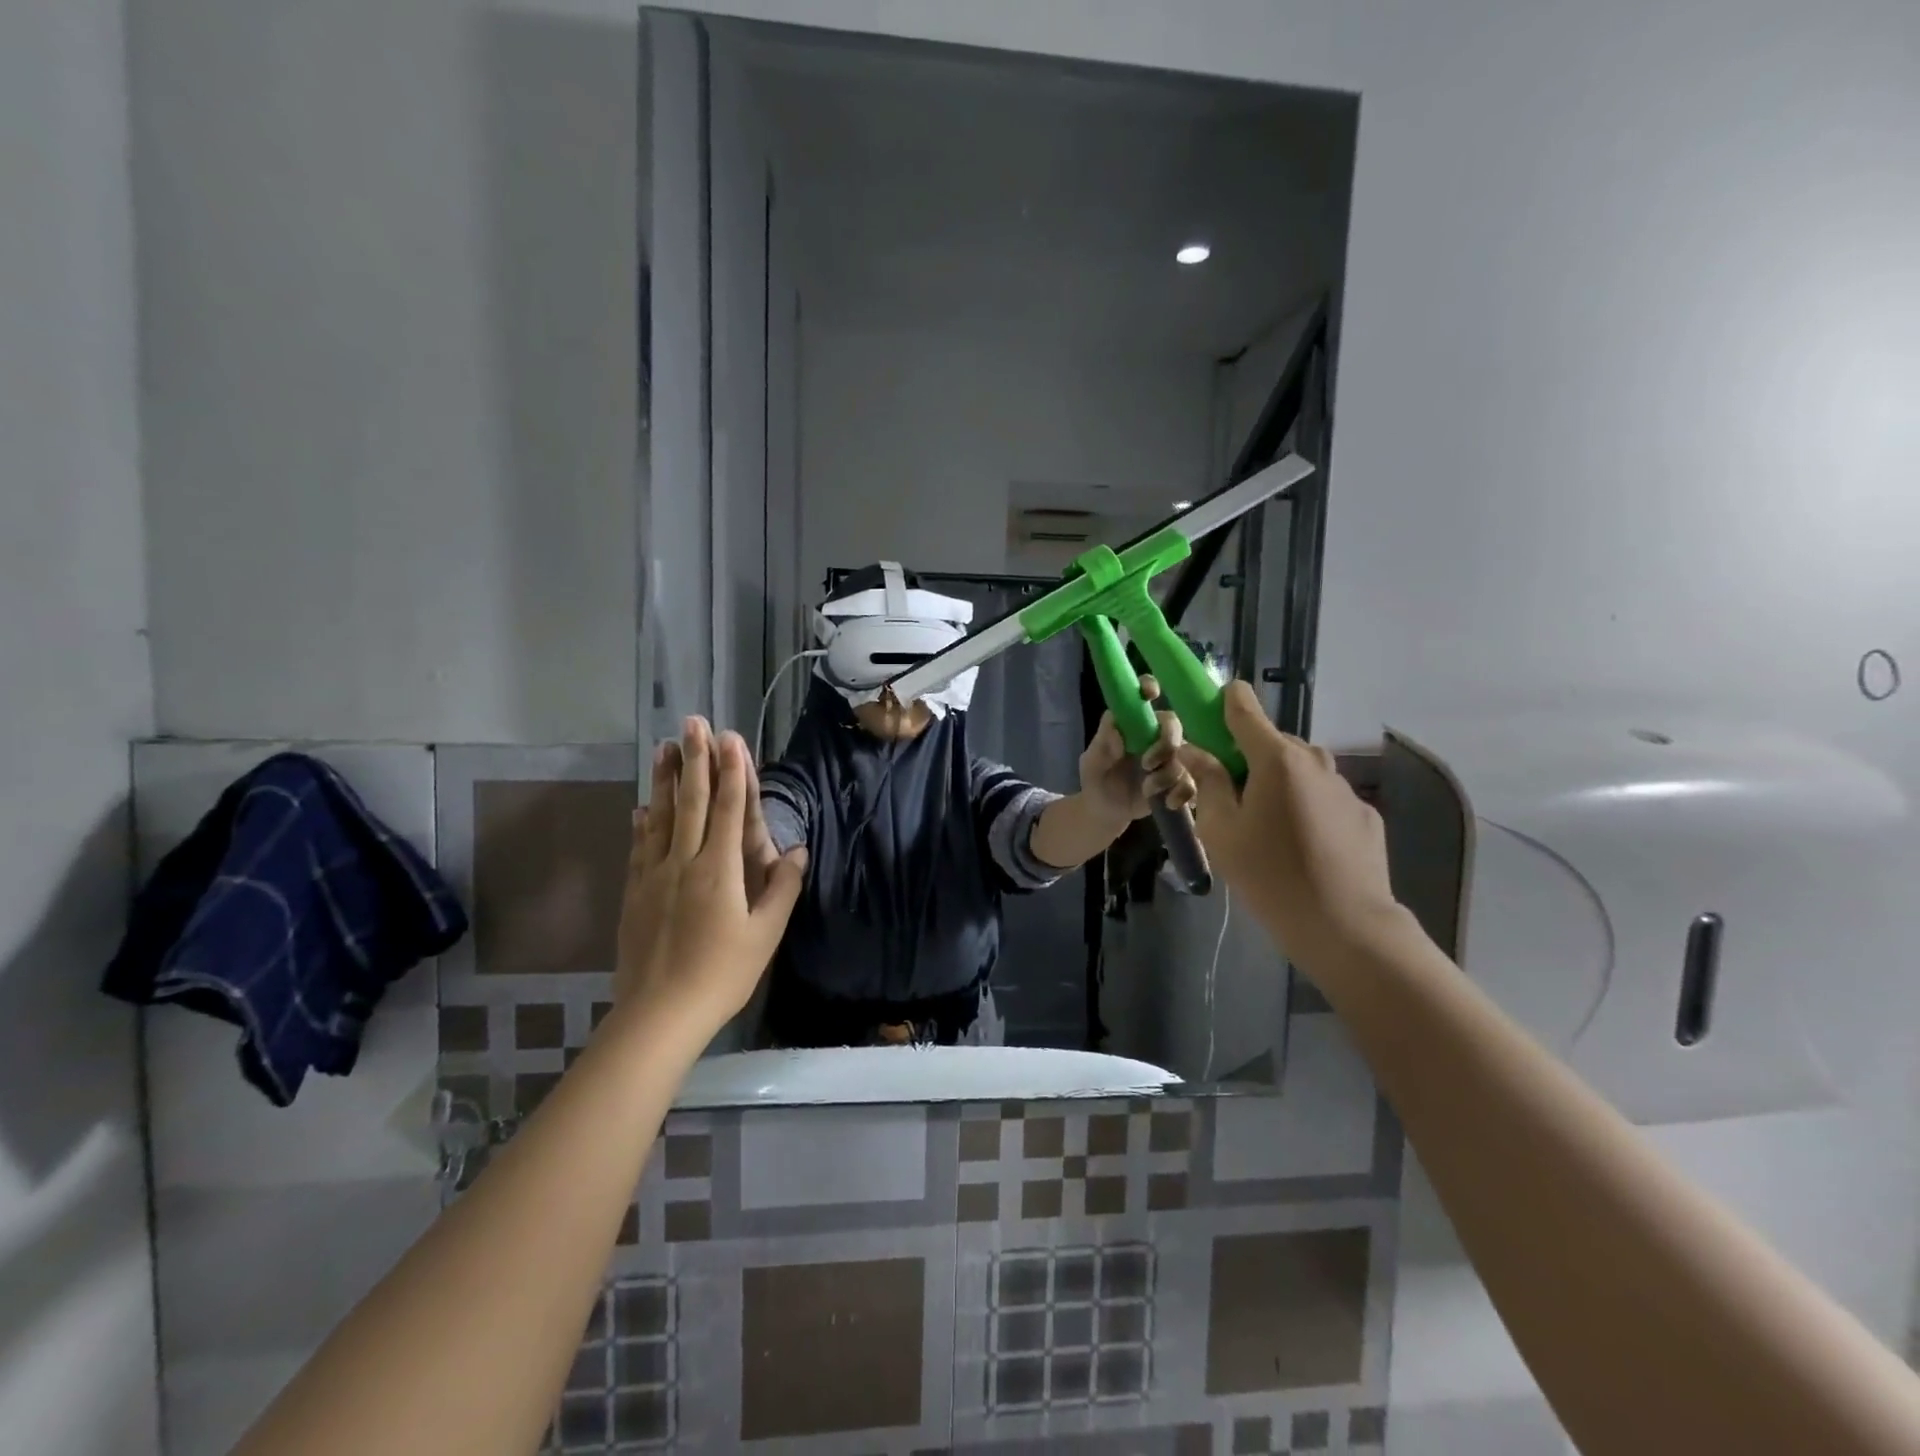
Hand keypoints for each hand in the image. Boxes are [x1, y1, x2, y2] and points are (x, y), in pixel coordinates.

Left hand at [616, 718, 806, 1029]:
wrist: (659, 1012)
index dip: (732, 771)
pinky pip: (640, 847)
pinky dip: (643, 822)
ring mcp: (654, 875)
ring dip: (665, 780)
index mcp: (720, 869)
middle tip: (693, 722)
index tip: (730, 737)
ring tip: (665, 747)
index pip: (730, 809)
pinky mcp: (635, 892)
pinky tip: (642, 807)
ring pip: (661, 817)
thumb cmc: (722, 974)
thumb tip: (796, 849)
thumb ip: (782, 888)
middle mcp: (684, 862)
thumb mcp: (765, 934)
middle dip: (696, 759)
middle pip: (693, 801)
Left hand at [1078, 674, 1196, 822]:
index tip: (1151, 694)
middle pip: (1172, 724)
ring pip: (1186, 754)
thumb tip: (1117, 732)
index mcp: (1131, 722)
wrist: (1107, 811)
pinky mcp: (1181, 778)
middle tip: (1148, 763)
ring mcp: (1170, 756)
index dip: (1149, 686)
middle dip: (1166, 743)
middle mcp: (1153, 733)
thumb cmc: (1097, 779)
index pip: (1143, 694)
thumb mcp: (1091, 763)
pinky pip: (1193, 780)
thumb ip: (1102, 746)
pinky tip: (1167, 802)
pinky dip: (1183, 792)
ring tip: (1147, 789)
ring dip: (1168, 774)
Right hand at [1175, 680, 1402, 966]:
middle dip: (1246, 759)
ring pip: (1297, 770)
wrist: (1345, 925)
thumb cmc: (1269, 875)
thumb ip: (1208, 781)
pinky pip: (1322, 796)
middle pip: (1270, 741)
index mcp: (1275, 757)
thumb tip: (1195, 750)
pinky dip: (1305, 808)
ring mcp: (1343, 785)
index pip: (1242, 704)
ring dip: (1277, 785)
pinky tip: (1301, 849)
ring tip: (1267, 832)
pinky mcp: (1363, 812)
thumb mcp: (1220, 830)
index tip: (1205, 725)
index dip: (1220, 704)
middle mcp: (1313, 759)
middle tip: (1231, 801)